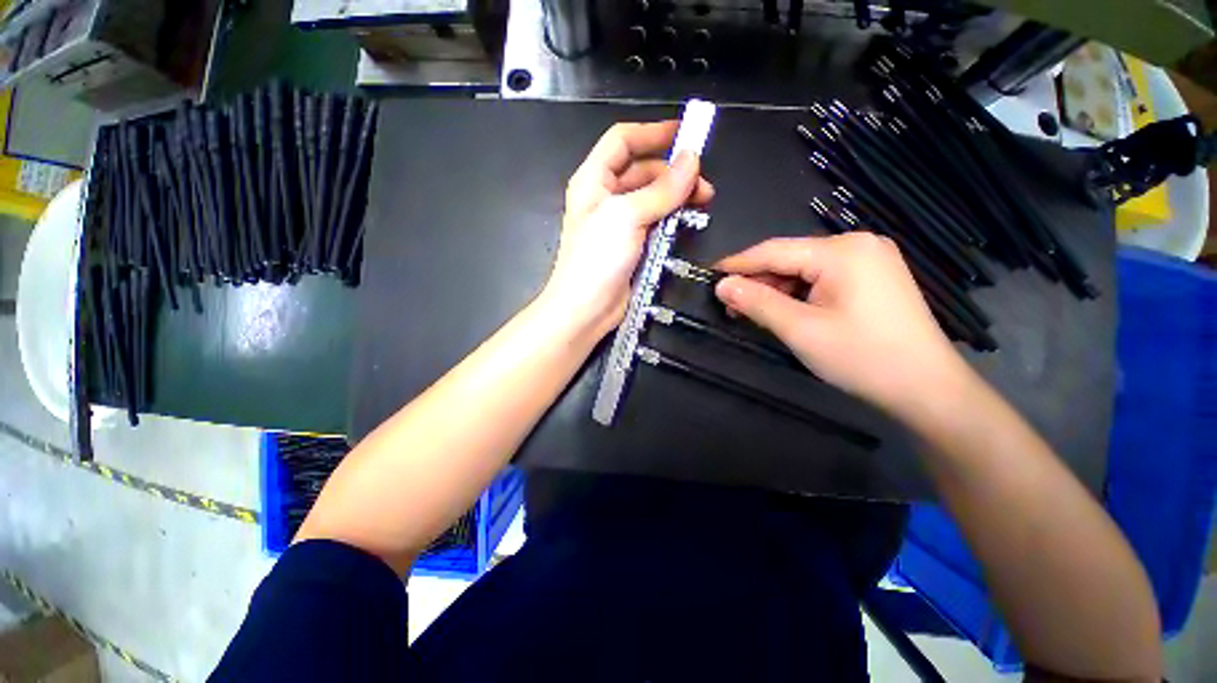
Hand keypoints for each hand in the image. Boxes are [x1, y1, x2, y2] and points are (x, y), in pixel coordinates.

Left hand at [541, 121, 713, 336]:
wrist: (586, 309)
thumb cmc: (597, 258)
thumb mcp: (627, 217)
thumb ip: (661, 189)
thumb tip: (692, 160)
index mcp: (594, 180)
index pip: (622, 141)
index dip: (652, 133)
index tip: (687, 134)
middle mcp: (605, 197)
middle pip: (642, 170)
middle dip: (673, 172)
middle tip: (703, 184)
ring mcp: (618, 223)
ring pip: (652, 198)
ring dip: (676, 196)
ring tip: (703, 202)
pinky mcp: (631, 245)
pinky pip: (654, 223)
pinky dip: (672, 219)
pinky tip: (688, 222)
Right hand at [714, 234, 975, 419]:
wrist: (925, 387)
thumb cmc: (861, 357)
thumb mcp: (800, 329)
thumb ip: (757, 302)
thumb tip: (721, 285)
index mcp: (842, 250)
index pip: (774, 250)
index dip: (737, 264)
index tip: (708, 275)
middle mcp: (857, 244)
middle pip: (790, 258)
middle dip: (757, 281)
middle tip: (727, 304)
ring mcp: (868, 260)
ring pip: (804, 269)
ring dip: (775, 290)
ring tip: (749, 311)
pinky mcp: (871, 277)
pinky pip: (821, 278)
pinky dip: (797, 294)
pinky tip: (781, 310)